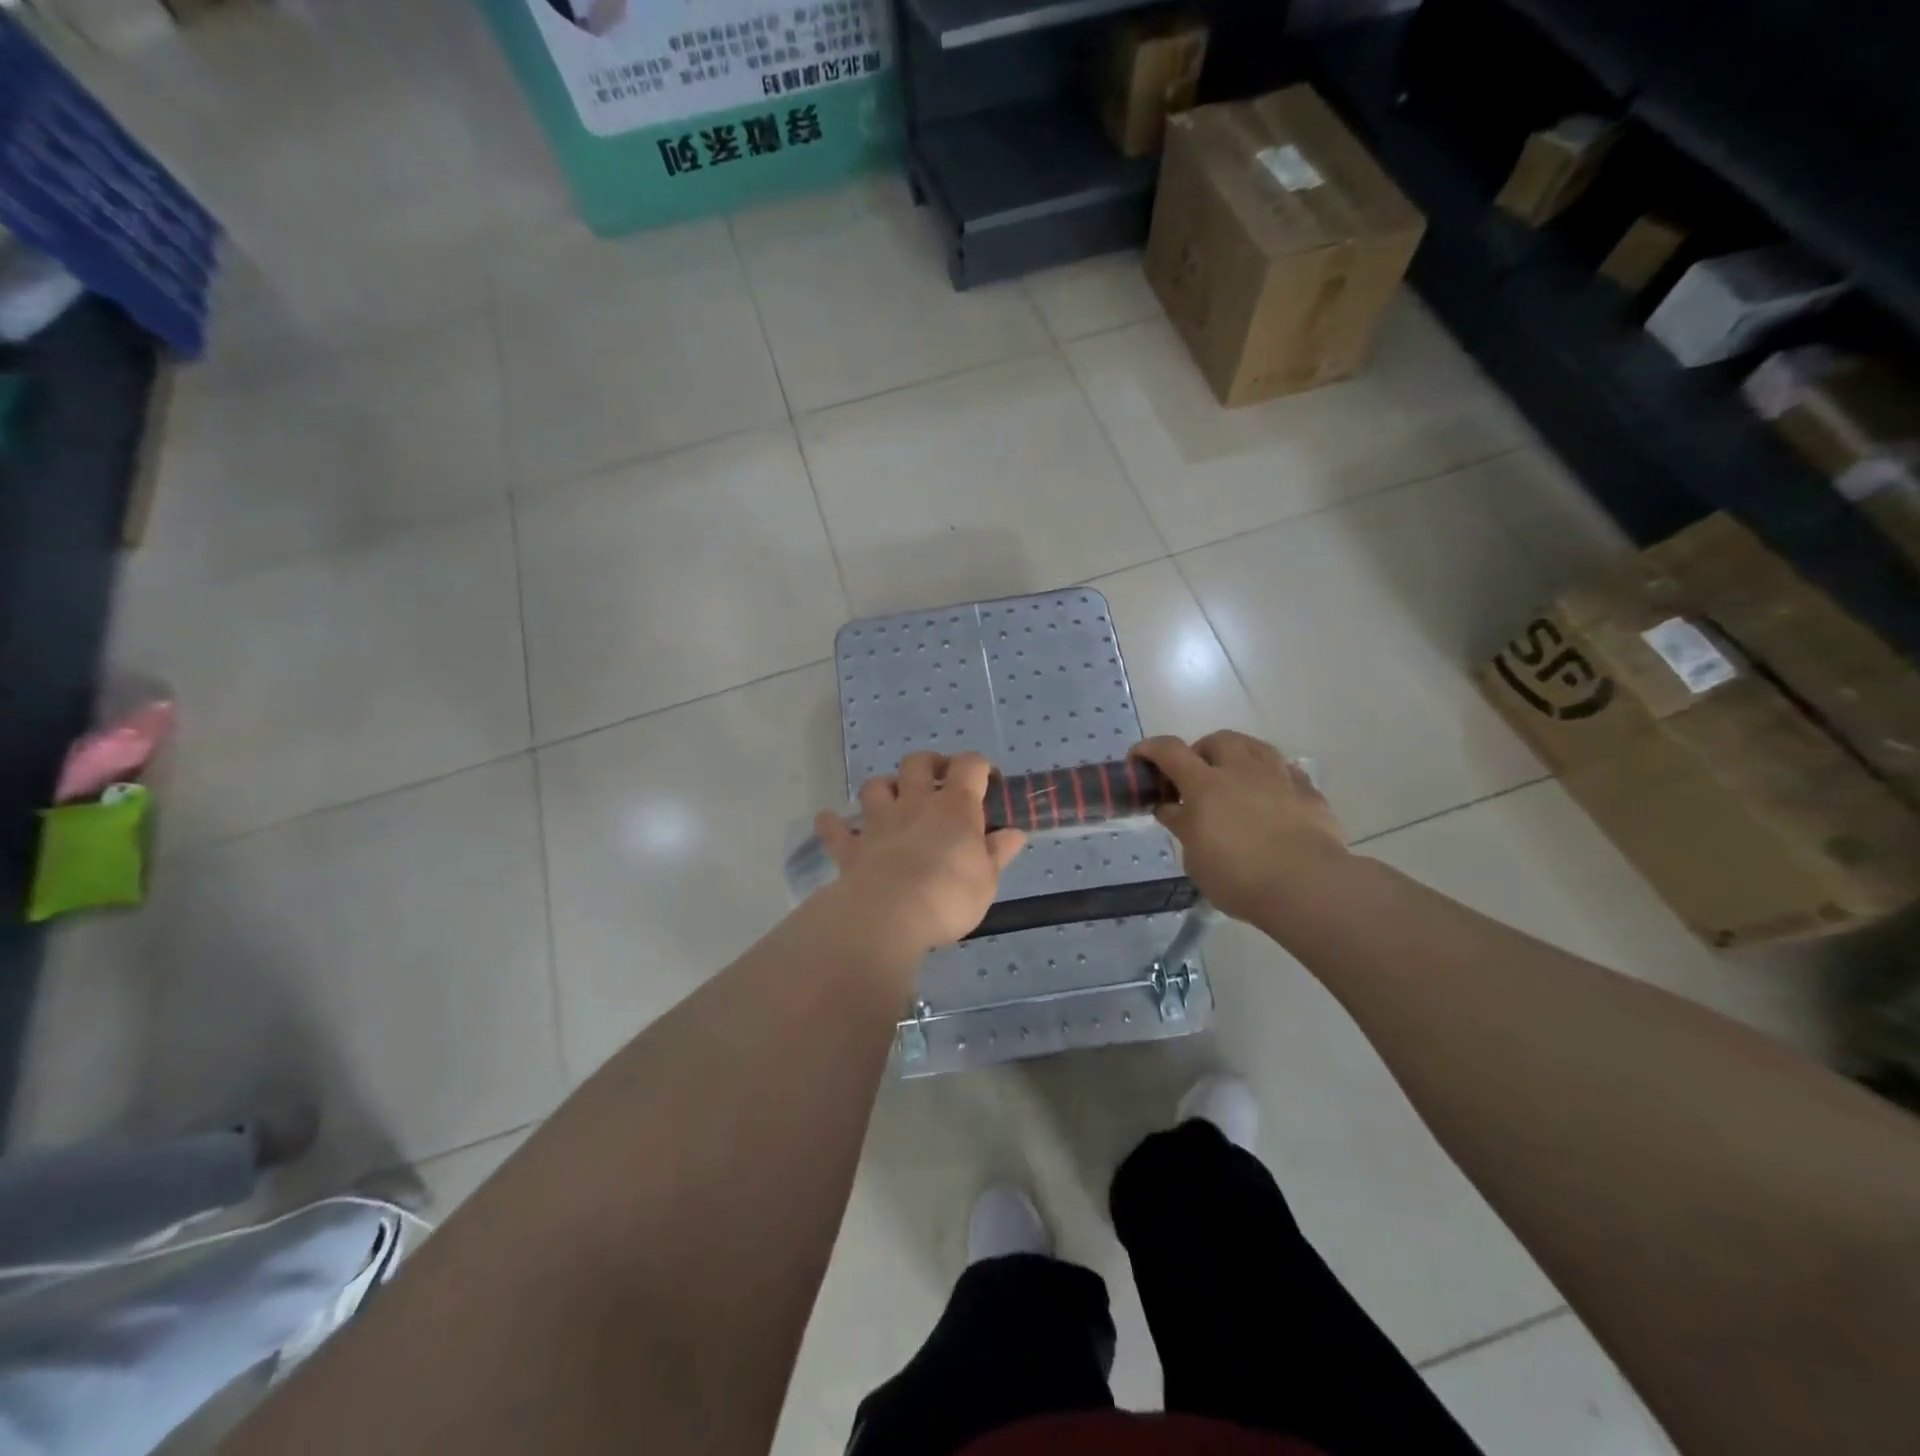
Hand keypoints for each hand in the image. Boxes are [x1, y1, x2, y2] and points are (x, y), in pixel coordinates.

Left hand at [815, 752, 1026, 953]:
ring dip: (883, 787)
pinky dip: (833, 823)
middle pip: (918, 763)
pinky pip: (834, 828)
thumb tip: (1015, 833)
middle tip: (938, 781)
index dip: (980, 766)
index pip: (970, 766)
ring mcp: (879, 822)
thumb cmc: (949, 895)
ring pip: (875, 786)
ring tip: (891, 801)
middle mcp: (915, 803)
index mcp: (955, 807)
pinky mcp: (851, 847)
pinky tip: (831, 823)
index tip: (987, 781)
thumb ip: (998, 853)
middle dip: (929, 764)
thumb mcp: (987, 880)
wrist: (889, 915)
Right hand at [1132, 731, 1346, 924]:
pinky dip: (1271, 779)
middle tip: (1196, 778)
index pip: (1170, 751)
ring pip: (1256, 748)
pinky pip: (1286, 772)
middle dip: (1202, 752)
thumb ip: (1182, 826)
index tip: (1138, 759)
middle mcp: (1242, 770)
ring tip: (1236, 781)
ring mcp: (1280, 777)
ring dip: (1239, 757)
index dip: (1149, 749)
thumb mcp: (1196, 858)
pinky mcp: (1310, 793)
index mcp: (1206, 785)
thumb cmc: (1239, 877)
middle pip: (1218, 740)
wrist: (1308, 886)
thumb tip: (1170, 808)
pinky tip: (1272, 799)